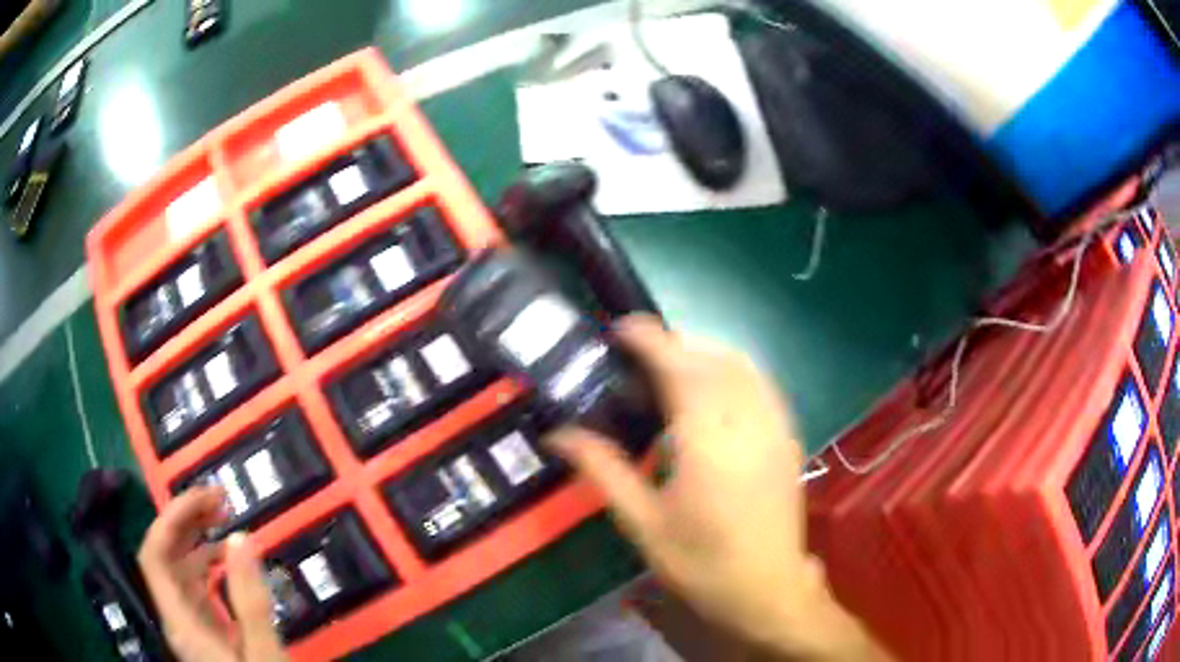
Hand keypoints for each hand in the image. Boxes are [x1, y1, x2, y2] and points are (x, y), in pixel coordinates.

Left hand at [138, 486, 286, 661]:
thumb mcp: (263, 655)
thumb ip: (250, 601)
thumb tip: (242, 539)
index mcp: (181, 624)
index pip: (155, 556)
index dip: (171, 520)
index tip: (205, 499)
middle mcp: (177, 619)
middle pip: (165, 558)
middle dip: (186, 522)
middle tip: (221, 501)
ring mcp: (189, 628)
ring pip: (179, 572)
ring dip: (198, 542)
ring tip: (227, 525)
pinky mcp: (204, 634)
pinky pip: (196, 590)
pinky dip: (209, 568)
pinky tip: (228, 564)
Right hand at [548, 316, 888, 660]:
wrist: (768, 590)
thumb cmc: (701, 563)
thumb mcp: (643, 522)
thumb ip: (602, 469)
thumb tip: (557, 434)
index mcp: (708, 439)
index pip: (679, 365)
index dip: (648, 338)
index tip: (619, 329)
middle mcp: (747, 420)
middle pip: (712, 355)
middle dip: (674, 343)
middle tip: (636, 358)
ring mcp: (775, 426)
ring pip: (742, 364)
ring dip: (704, 353)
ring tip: (670, 371)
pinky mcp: (788, 437)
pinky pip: (761, 383)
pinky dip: (732, 370)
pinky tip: (712, 395)